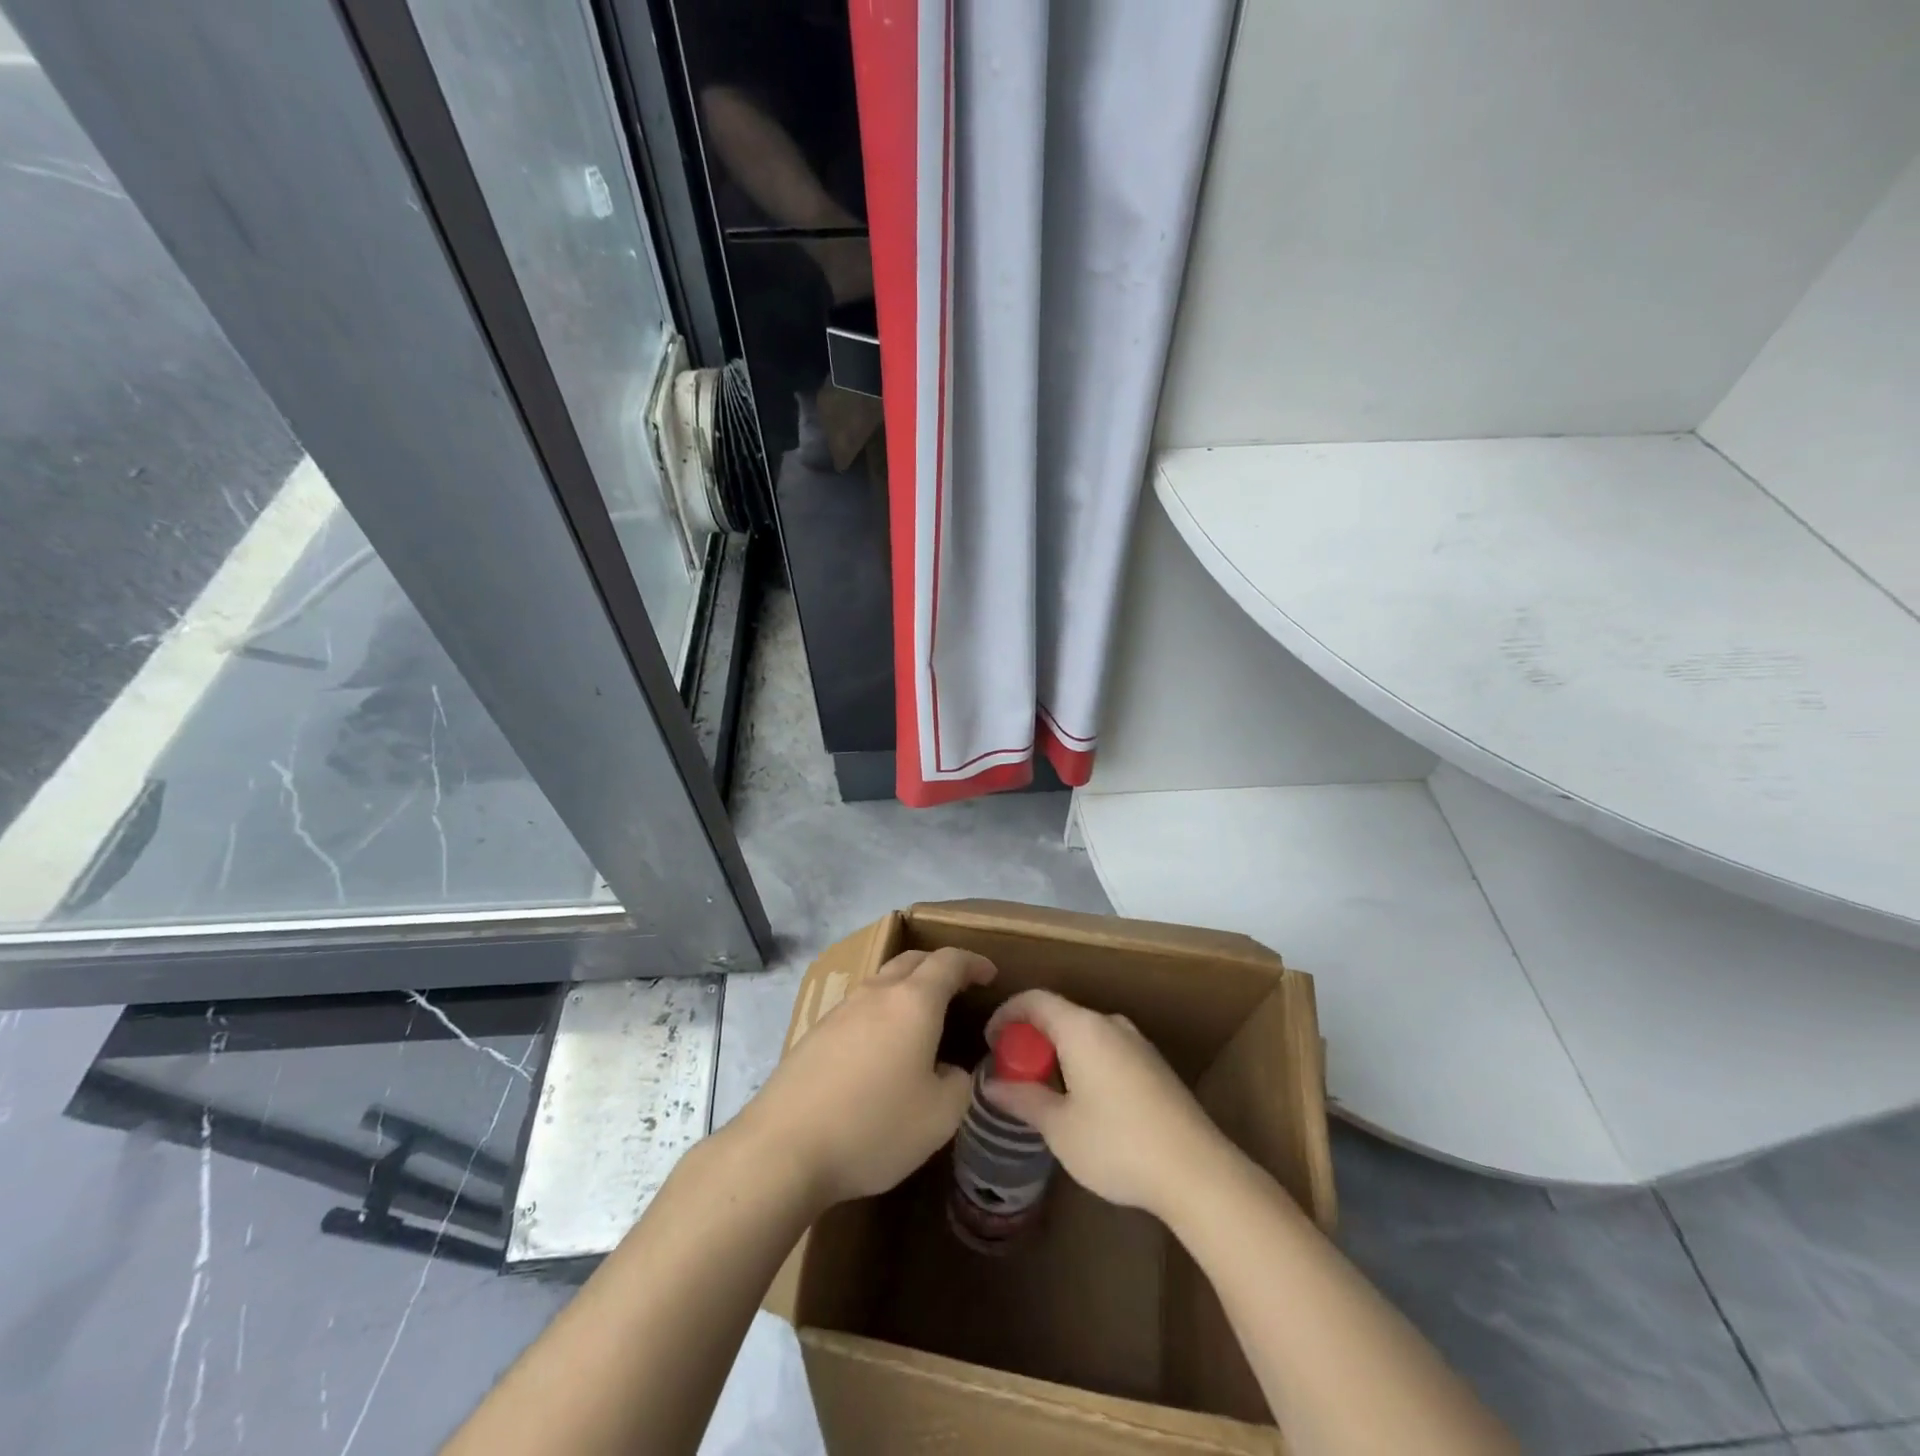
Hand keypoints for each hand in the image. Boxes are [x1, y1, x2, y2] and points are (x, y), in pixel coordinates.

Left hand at [735, 947, 993, 1208]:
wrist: (783, 1148)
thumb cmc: (873, 1126)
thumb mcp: (940, 1117)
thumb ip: (960, 1084)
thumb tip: (952, 1071)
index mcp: (913, 1001)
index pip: (949, 961)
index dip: (973, 963)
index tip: (989, 974)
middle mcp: (876, 993)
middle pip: (913, 960)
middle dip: (940, 966)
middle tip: (960, 987)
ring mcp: (841, 1010)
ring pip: (882, 981)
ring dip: (908, 987)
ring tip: (922, 1017)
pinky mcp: (815, 1033)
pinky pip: (860, 1007)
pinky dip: (882, 1011)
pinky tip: (882, 1048)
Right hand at [982, 990, 1236, 1221]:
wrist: (1197, 1171)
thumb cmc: (1118, 1144)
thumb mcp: (1060, 1127)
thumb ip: (1023, 1099)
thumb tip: (991, 1084)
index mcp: (1082, 1027)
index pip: (1035, 1000)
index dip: (1007, 1014)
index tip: (991, 1041)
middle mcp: (1110, 1024)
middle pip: (1060, 1015)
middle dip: (1031, 1038)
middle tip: (1013, 1072)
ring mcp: (1137, 1042)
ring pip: (1084, 1033)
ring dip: (1058, 1052)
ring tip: (1044, 1090)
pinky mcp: (1154, 1065)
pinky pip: (1106, 1048)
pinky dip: (1083, 1061)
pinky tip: (1083, 1101)